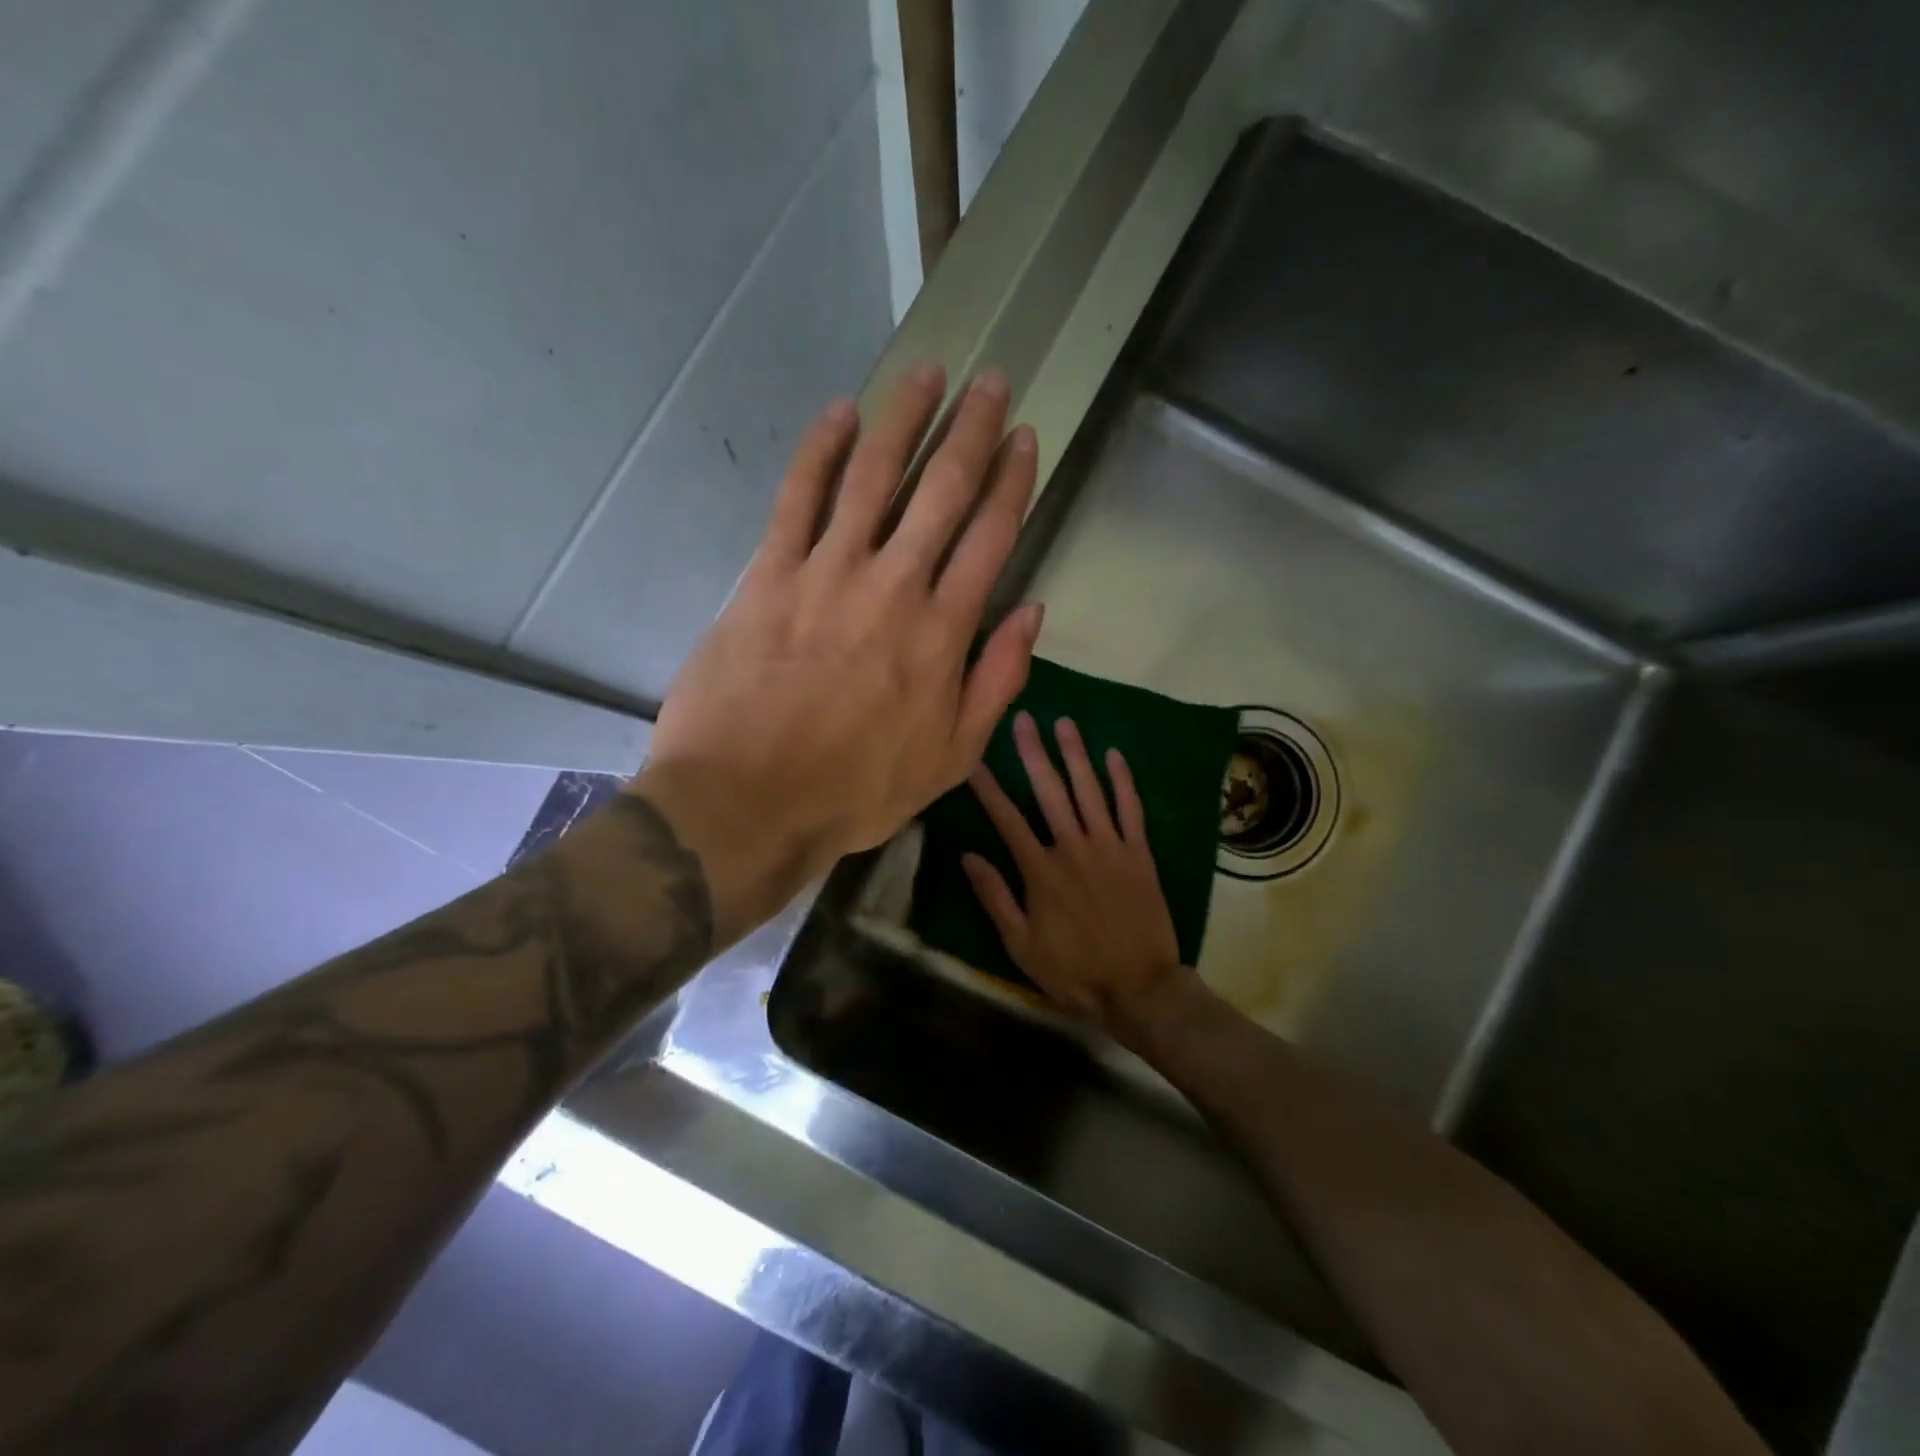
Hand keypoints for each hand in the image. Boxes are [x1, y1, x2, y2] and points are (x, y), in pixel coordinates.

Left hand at [637, 363, 1043, 942]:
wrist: (748, 801)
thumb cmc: (856, 790)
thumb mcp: (951, 758)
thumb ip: (997, 681)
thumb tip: (1031, 612)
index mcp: (942, 633)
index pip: (991, 536)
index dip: (1012, 482)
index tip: (1024, 439)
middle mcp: (893, 586)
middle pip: (941, 490)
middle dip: (971, 431)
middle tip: (990, 383)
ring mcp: (826, 573)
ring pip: (873, 476)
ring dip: (904, 419)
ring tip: (927, 373)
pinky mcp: (768, 575)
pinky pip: (797, 497)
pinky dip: (819, 450)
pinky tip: (839, 413)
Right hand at [963, 712, 1193, 1044]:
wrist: (1140, 988)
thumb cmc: (1074, 972)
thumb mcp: (1021, 945)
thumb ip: (995, 897)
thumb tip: (967, 856)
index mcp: (1041, 870)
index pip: (1006, 818)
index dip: (987, 787)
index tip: (972, 759)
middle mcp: (1074, 847)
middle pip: (1049, 791)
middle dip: (1033, 753)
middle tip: (1022, 719)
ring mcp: (1110, 847)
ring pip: (1089, 790)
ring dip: (1075, 754)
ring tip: (1063, 723)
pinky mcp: (1139, 853)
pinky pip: (1130, 809)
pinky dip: (1123, 781)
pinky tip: (1114, 754)